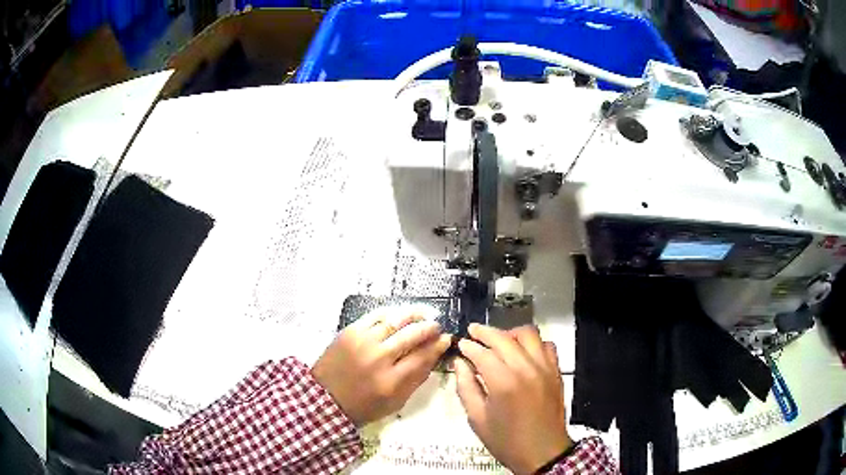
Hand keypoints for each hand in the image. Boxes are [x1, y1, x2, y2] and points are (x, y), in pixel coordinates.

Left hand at [312, 309, 450, 425]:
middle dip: (429, 328)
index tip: (446, 338)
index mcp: (391, 381)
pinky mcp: (350, 332)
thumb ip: (416, 379)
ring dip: (413, 315)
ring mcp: (362, 342)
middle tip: (436, 326)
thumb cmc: (364, 406)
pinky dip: (391, 314)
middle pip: (412, 335)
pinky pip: (375, 316)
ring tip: (423, 314)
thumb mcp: (396, 402)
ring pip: (395, 320)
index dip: (438, 345)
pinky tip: (399, 315)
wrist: (326, 398)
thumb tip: (434, 354)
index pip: (422, 356)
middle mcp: (378, 358)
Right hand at [455, 324, 571, 474]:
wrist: (542, 453)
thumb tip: (460, 364)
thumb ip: (466, 388)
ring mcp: (545, 368)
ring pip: (528, 335)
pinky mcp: (556, 372)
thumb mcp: (477, 419)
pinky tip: (523, 352)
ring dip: (510, 333)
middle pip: (504, 338)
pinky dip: (533, 343)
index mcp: (504, 382)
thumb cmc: (506, 440)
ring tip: (499, 340)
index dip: (469, 346)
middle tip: (473, 332)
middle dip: (485, 332)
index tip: (461, 344)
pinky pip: (546, 345)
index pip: (483, 353)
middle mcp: (526, 369)